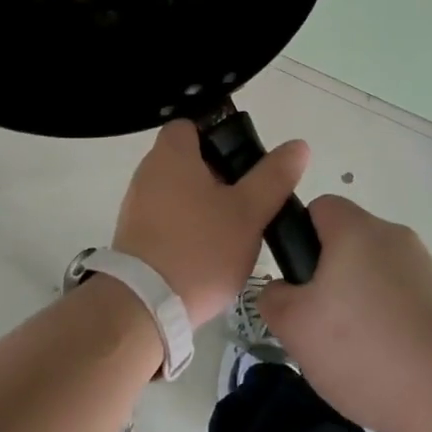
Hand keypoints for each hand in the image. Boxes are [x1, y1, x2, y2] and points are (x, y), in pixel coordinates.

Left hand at [113, 121, 309, 327]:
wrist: (147, 305)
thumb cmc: (201, 247)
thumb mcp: (248, 212)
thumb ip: (273, 177)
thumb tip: (297, 146)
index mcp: (171, 154)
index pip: (190, 125)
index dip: (218, 136)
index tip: (243, 162)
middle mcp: (148, 171)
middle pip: (187, 160)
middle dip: (217, 175)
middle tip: (247, 199)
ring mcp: (136, 204)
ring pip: (178, 191)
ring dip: (203, 204)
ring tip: (232, 230)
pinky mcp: (133, 235)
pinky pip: (165, 218)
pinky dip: (186, 226)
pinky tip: (207, 252)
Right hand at [259, 196, 431, 431]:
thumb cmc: (361, 348)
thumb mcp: (293, 326)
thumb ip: (273, 296)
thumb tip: (282, 289)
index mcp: (356, 229)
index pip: (320, 207)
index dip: (301, 235)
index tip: (298, 277)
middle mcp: (394, 236)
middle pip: (348, 242)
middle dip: (329, 274)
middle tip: (317, 321)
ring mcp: (426, 268)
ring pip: (376, 272)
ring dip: (360, 299)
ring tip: (352, 351)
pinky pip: (403, 299)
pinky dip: (390, 320)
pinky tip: (385, 362)